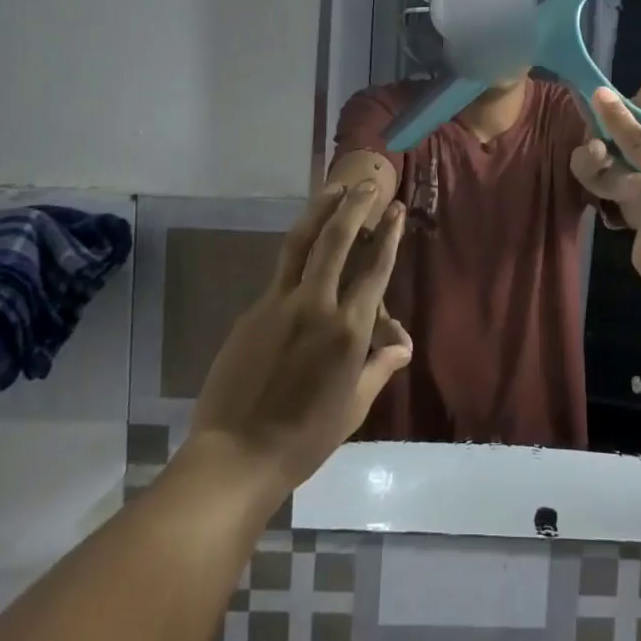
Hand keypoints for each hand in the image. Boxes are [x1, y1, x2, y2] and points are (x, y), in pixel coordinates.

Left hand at [188, 184, 412, 495]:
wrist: (238, 454)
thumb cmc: (306, 437)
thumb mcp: (354, 406)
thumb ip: (379, 367)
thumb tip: (402, 345)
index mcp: (348, 330)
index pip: (375, 269)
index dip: (388, 235)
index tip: (395, 209)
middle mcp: (316, 305)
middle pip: (336, 240)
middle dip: (353, 207)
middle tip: (365, 185)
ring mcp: (279, 304)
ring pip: (301, 243)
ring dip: (319, 211)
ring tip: (332, 188)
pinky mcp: (253, 311)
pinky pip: (281, 272)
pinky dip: (298, 250)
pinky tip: (305, 246)